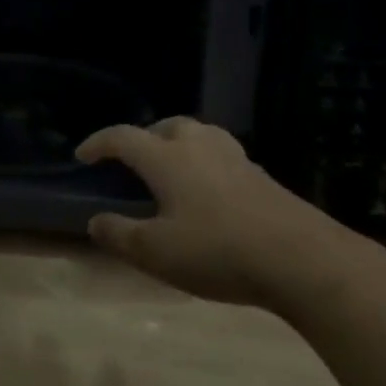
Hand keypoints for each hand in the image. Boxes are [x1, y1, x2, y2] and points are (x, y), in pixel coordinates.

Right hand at [77, 117, 373, 317]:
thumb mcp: (156, 253)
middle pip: (165, 126)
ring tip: (172, 169)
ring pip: (198, 135)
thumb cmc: (218, 251)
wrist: (302, 258)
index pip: (123, 137)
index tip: (82, 156)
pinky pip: (221, 155)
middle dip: (143, 138)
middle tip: (132, 161)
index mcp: (166, 158)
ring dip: (177, 144)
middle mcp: (199, 146)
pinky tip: (210, 192)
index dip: (98, 143)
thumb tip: (95, 221)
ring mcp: (234, 157)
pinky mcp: (261, 175)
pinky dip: (205, 162)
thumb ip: (119, 234)